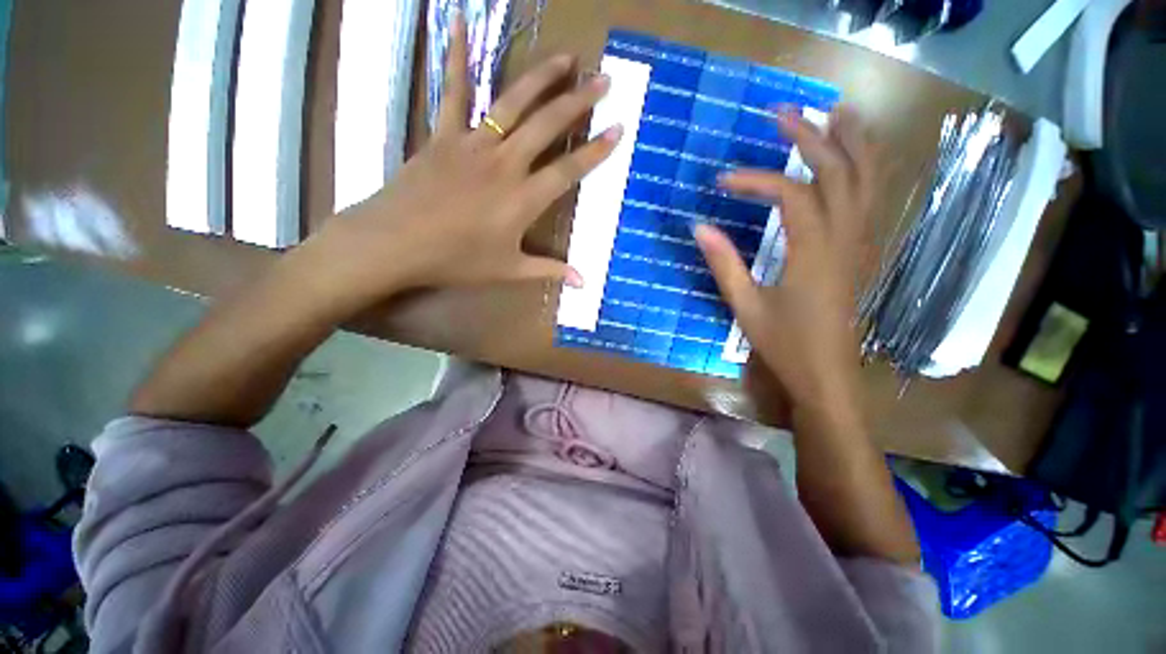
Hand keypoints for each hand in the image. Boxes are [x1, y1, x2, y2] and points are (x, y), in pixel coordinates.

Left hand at [304, 16, 621, 309]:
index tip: (618, 129)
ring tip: (566, 58)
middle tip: (603, 81)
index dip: (596, 151)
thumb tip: (583, 282)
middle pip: (548, 125)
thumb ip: (548, 271)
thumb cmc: (456, 260)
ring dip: (542, 77)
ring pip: (513, 102)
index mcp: (523, 199)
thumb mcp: (508, 271)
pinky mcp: (444, 135)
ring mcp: (474, 144)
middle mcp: (505, 163)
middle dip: (579, 102)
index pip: (569, 169)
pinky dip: (456, 56)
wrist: (396, 244)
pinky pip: (453, 92)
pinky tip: (460, 22)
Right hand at [695, 106, 877, 408]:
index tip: (723, 181)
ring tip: (837, 111)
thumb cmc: (785, 344)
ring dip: (853, 141)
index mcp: (813, 252)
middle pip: (838, 171)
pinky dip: (866, 169)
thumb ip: (724, 263)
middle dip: (812, 136)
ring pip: (868, 179)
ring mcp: (859, 244)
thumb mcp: (745, 305)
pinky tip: (854, 158)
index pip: (791, 194)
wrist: (827, 376)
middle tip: (783, 112)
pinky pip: (871, 199)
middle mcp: (844, 238)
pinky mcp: (860, 253)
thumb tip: (699, 226)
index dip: (756, 180)